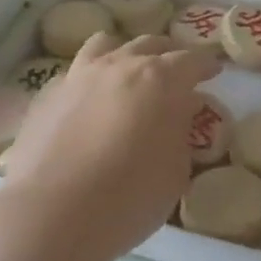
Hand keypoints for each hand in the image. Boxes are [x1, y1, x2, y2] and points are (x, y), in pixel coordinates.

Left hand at [0, 32, 221, 260]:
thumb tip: (176, 116)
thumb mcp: (177, 171)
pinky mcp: (46, 95)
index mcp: (161, 79)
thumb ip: (181, 134)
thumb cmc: (129, 197)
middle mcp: (120, 65)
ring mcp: (79, 76)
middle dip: (168, 54)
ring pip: (106, 44)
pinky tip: (89, 104)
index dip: (206, 65)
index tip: (214, 72)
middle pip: (151, 44)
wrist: (50, 216)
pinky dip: (89, 81)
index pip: (192, 59)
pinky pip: (74, 73)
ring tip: (127, 74)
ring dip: (124, 54)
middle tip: (176, 72)